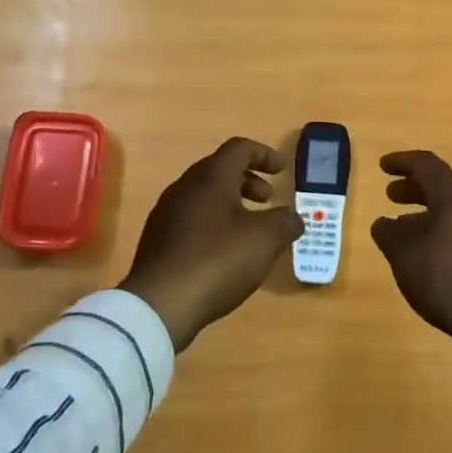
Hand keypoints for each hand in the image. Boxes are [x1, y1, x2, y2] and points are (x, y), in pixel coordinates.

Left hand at [120, 138, 303, 350]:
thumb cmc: (217, 261)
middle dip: (248, 180)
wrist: (159, 304)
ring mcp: (166, 214)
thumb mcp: (265, 240)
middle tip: (268, 200)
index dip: (264, 154)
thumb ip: (285, 222)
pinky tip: (225, 252)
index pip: (239, 148)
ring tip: (250, 229)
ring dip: (231, 203)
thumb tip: (293, 218)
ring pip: (204, 195)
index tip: (283, 170)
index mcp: (210, 177)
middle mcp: (185, 187)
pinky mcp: (158, 240)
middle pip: (219, 169)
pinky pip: (192, 218)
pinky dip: (214, 223)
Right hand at [369, 151, 451, 379]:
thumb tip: (383, 222)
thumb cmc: (447, 278)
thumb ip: (390, 234)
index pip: (426, 165)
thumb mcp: (405, 256)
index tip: (382, 166)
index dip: (402, 162)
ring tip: (402, 228)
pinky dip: (439, 230)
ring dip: (425, 212)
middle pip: (442, 186)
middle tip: (390, 195)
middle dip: (413, 187)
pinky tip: (425, 253)